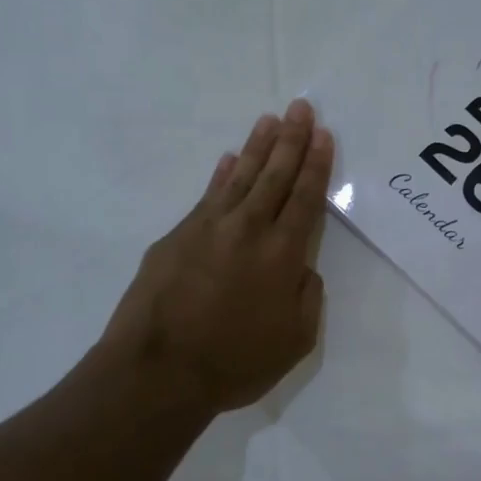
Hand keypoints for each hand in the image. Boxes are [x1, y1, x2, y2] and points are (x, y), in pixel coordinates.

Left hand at [98, 99, 333, 415]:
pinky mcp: (176, 237)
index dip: (316, 164)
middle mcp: (248, 230)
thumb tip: (303, 268)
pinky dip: (222, 175)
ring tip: (270, 120)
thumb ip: (308, 297)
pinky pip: (207, 196)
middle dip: (292, 140)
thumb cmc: (235, 362)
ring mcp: (208, 229)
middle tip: (301, 108)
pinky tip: (229, 159)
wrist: (158, 373)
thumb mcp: (296, 340)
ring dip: (258, 147)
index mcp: (282, 254)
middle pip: (275, 176)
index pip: (305, 198)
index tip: (323, 135)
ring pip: (241, 177)